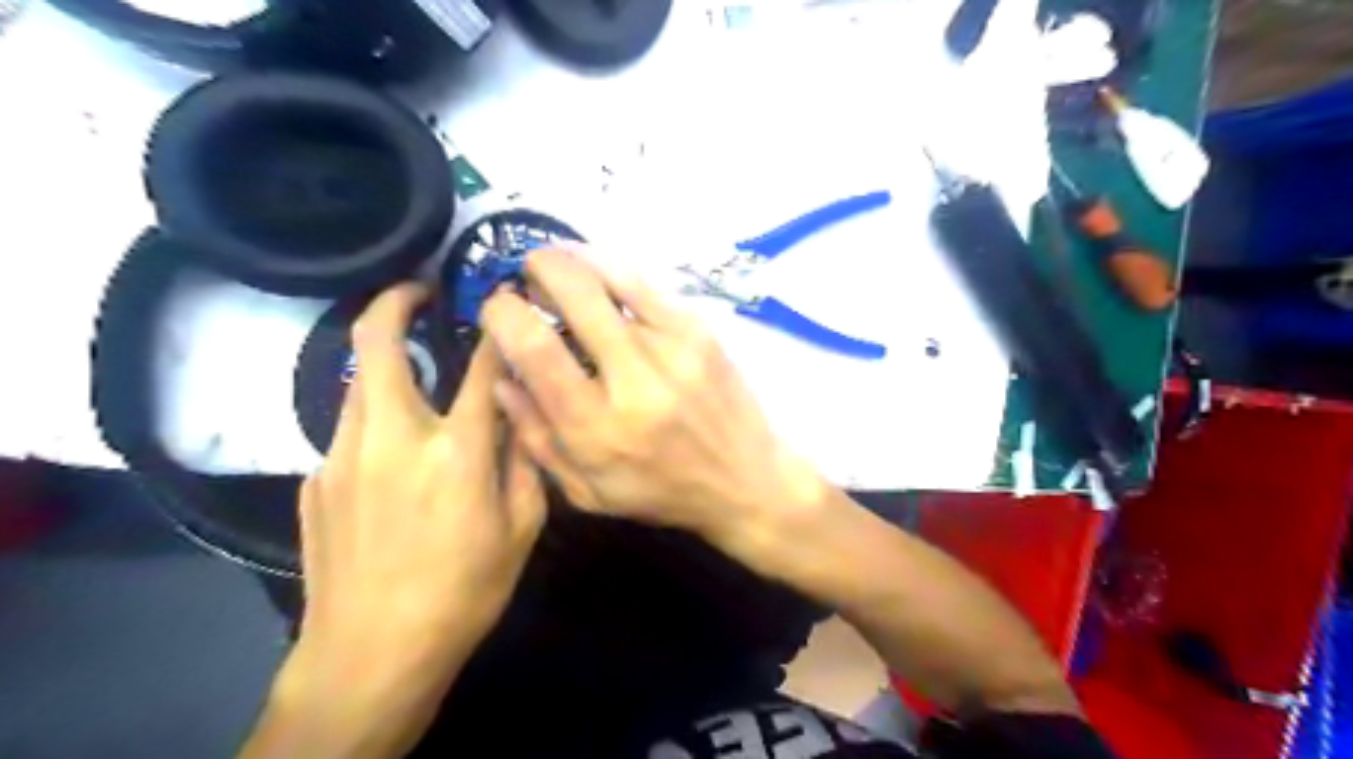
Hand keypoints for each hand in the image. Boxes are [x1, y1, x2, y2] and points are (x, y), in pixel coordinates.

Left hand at [252, 285, 542, 758]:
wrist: (370, 652)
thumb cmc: (462, 592)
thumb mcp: (521, 530)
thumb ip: (525, 464)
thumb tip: (521, 419)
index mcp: (455, 452)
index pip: (480, 368)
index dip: (496, 331)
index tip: (503, 305)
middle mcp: (392, 438)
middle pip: (377, 346)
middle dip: (393, 303)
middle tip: (416, 291)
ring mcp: (342, 456)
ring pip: (356, 382)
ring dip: (383, 360)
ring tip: (413, 367)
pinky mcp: (315, 479)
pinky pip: (349, 430)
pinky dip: (375, 419)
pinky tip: (394, 455)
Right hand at [480, 250, 829, 549]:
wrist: (746, 481)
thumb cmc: (662, 492)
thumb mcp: (588, 491)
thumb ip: (537, 438)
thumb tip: (501, 378)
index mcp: (599, 430)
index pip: (538, 353)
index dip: (505, 316)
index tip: (497, 307)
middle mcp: (635, 383)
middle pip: (577, 297)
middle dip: (540, 269)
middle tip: (527, 271)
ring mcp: (674, 351)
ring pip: (613, 279)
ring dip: (574, 260)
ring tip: (556, 262)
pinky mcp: (700, 333)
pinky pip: (647, 285)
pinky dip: (612, 268)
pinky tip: (597, 270)